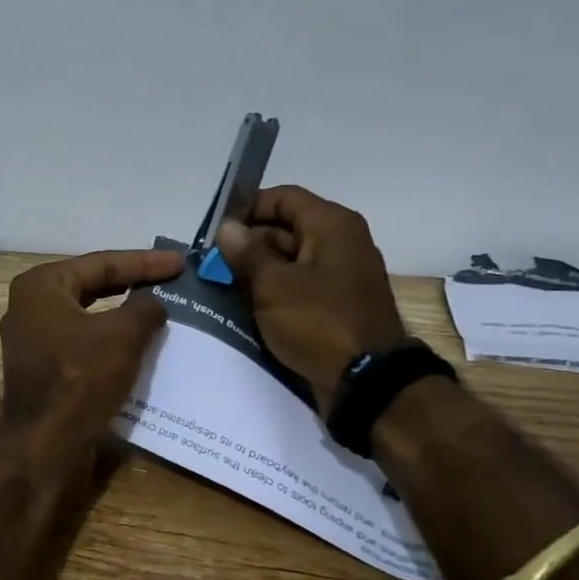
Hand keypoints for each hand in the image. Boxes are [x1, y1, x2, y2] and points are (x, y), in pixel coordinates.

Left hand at [0, 249, 184, 436]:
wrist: (45, 443)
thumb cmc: (80, 377)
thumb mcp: (122, 335)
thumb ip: (144, 308)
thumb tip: (153, 302)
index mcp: (41, 286)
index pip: (100, 264)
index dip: (144, 262)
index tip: (179, 262)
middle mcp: (30, 306)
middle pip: (91, 286)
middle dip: (132, 283)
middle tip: (171, 280)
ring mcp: (33, 339)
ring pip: (88, 316)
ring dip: (123, 314)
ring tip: (160, 308)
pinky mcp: (42, 367)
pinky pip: (83, 342)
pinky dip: (110, 339)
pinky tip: (138, 343)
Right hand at [215, 186, 407, 404]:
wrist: (367, 381)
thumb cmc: (318, 321)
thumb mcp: (273, 284)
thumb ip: (247, 253)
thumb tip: (227, 228)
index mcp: (332, 225)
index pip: (283, 198)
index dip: (247, 208)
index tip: (216, 231)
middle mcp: (341, 243)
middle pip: (286, 228)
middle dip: (248, 243)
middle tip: (211, 263)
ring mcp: (341, 276)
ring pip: (290, 260)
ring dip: (257, 270)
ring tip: (221, 285)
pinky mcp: (337, 305)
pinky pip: (299, 286)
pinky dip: (274, 291)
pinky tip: (245, 306)